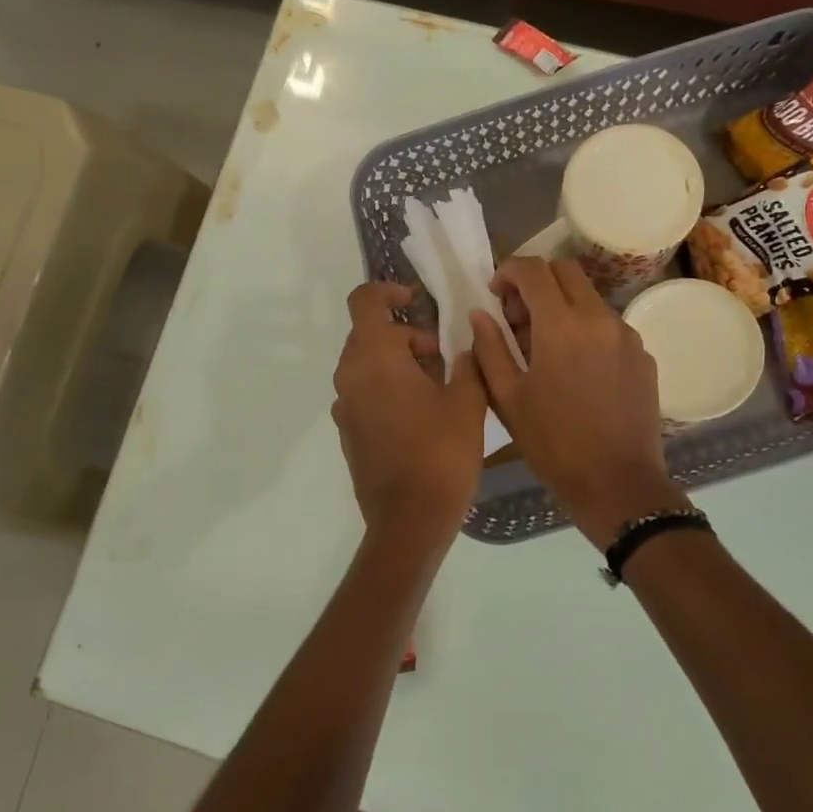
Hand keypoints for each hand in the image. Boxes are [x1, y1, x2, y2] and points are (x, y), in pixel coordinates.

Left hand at [332, 282, 488, 547]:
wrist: (408, 520)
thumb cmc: (441, 453)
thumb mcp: (468, 402)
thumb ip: (468, 362)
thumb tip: (464, 345)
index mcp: (375, 358)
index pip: (365, 301)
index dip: (388, 291)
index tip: (415, 300)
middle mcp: (350, 376)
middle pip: (369, 334)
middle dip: (405, 334)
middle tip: (442, 355)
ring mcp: (345, 407)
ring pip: (367, 365)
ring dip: (397, 362)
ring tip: (437, 386)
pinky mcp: (347, 432)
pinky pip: (364, 393)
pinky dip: (387, 388)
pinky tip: (420, 414)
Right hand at [470, 259, 690, 547]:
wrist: (617, 483)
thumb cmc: (552, 444)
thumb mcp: (507, 398)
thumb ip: (490, 348)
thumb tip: (480, 314)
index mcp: (561, 326)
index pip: (533, 270)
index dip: (508, 271)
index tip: (495, 293)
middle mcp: (599, 318)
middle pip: (566, 271)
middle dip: (536, 281)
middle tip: (518, 316)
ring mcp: (627, 335)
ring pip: (590, 297)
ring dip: (562, 306)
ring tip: (545, 348)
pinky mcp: (643, 355)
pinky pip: (609, 325)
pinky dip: (586, 330)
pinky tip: (576, 369)